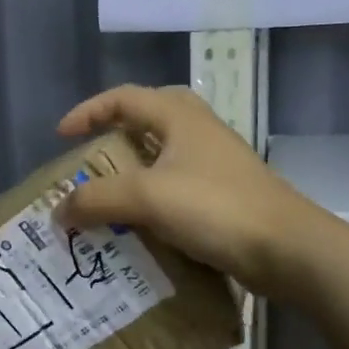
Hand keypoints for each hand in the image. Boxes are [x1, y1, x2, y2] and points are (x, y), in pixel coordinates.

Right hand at [53, 85, 315, 295]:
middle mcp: (198, 132)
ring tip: (107, 198)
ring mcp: (214, 165)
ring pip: (162, 157)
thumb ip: (97, 199)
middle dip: (114, 136)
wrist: (288, 250)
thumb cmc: (216, 208)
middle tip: (91, 160)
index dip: (88, 111)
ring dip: (131, 173)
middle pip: (148, 119)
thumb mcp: (147, 198)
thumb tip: (59, 211)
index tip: (62, 137)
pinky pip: (175, 189)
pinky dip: (150, 201)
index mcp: (180, 117)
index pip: (124, 98)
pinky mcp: (223, 197)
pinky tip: (138, 226)